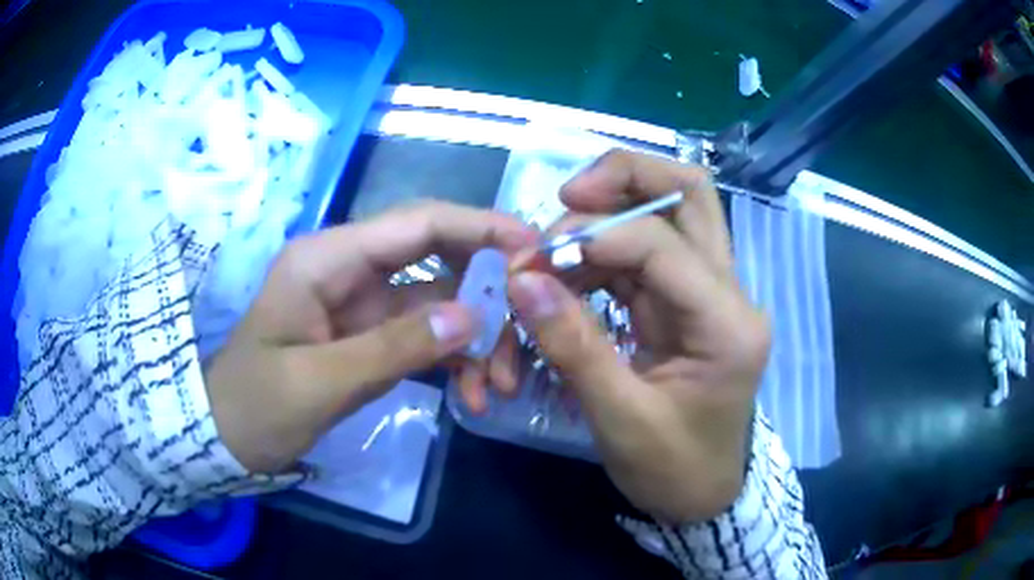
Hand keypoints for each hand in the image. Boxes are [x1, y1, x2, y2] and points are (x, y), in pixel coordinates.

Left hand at [205, 202, 537, 472]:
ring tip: (498, 385)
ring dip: (477, 337)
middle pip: (438, 256)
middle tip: (529, 327)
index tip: (534, 249)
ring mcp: (364, 303)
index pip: (416, 222)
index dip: (479, 227)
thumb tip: (470, 317)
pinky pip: (428, 335)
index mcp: (327, 259)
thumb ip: (393, 348)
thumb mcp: (318, 382)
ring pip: (441, 301)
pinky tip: (473, 395)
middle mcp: (350, 268)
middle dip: (487, 290)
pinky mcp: (372, 335)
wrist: (226, 435)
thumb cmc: (254, 405)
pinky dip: (456, 359)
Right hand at [507, 151, 769, 522]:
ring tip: (552, 253)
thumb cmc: (673, 469)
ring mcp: (710, 293)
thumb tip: (522, 280)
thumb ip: (574, 346)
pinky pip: (646, 252)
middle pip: (690, 192)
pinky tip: (568, 275)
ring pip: (668, 213)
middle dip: (624, 178)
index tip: (534, 262)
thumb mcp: (621, 419)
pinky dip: (603, 252)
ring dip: (606, 217)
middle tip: (565, 197)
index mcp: (728, 324)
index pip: (663, 243)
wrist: (704, 495)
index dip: (594, 236)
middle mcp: (729, 293)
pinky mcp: (686, 302)